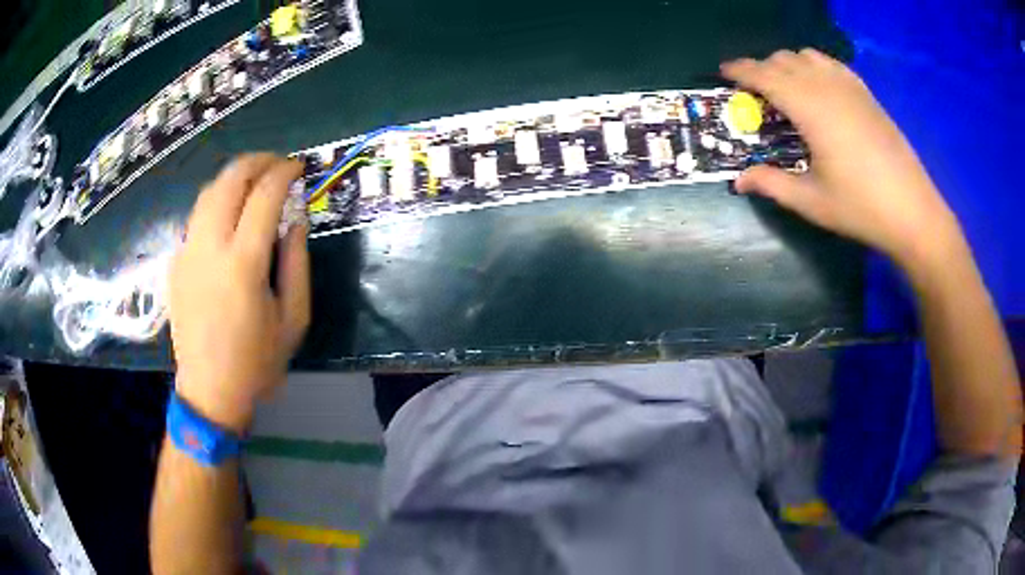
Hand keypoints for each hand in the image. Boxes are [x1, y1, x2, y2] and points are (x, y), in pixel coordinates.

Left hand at [169, 154, 309, 433]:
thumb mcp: (293, 319)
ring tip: (254, 179)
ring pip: (208, 192)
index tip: (298, 167)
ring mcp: (187, 252)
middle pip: (230, 180)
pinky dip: (216, 201)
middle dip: (257, 162)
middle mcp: (210, 247)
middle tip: (277, 164)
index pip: (264, 196)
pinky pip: (196, 216)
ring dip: (233, 176)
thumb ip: (296, 263)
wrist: (210, 390)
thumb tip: (295, 220)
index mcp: (243, 263)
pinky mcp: (176, 262)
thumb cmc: (257, 362)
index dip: (284, 173)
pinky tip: (228, 213)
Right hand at [721, 49, 963, 273]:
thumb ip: (772, 184)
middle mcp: (826, 87)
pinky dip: (814, 66)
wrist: (913, 211)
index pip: (765, 74)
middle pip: (783, 60)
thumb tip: (739, 181)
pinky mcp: (866, 94)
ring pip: (807, 56)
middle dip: (761, 68)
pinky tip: (817, 86)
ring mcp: (849, 87)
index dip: (740, 70)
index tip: (724, 72)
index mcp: (809, 108)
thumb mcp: (812, 201)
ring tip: (785, 87)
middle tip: (753, 91)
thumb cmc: (861, 208)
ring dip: (787, 64)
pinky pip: (831, 64)